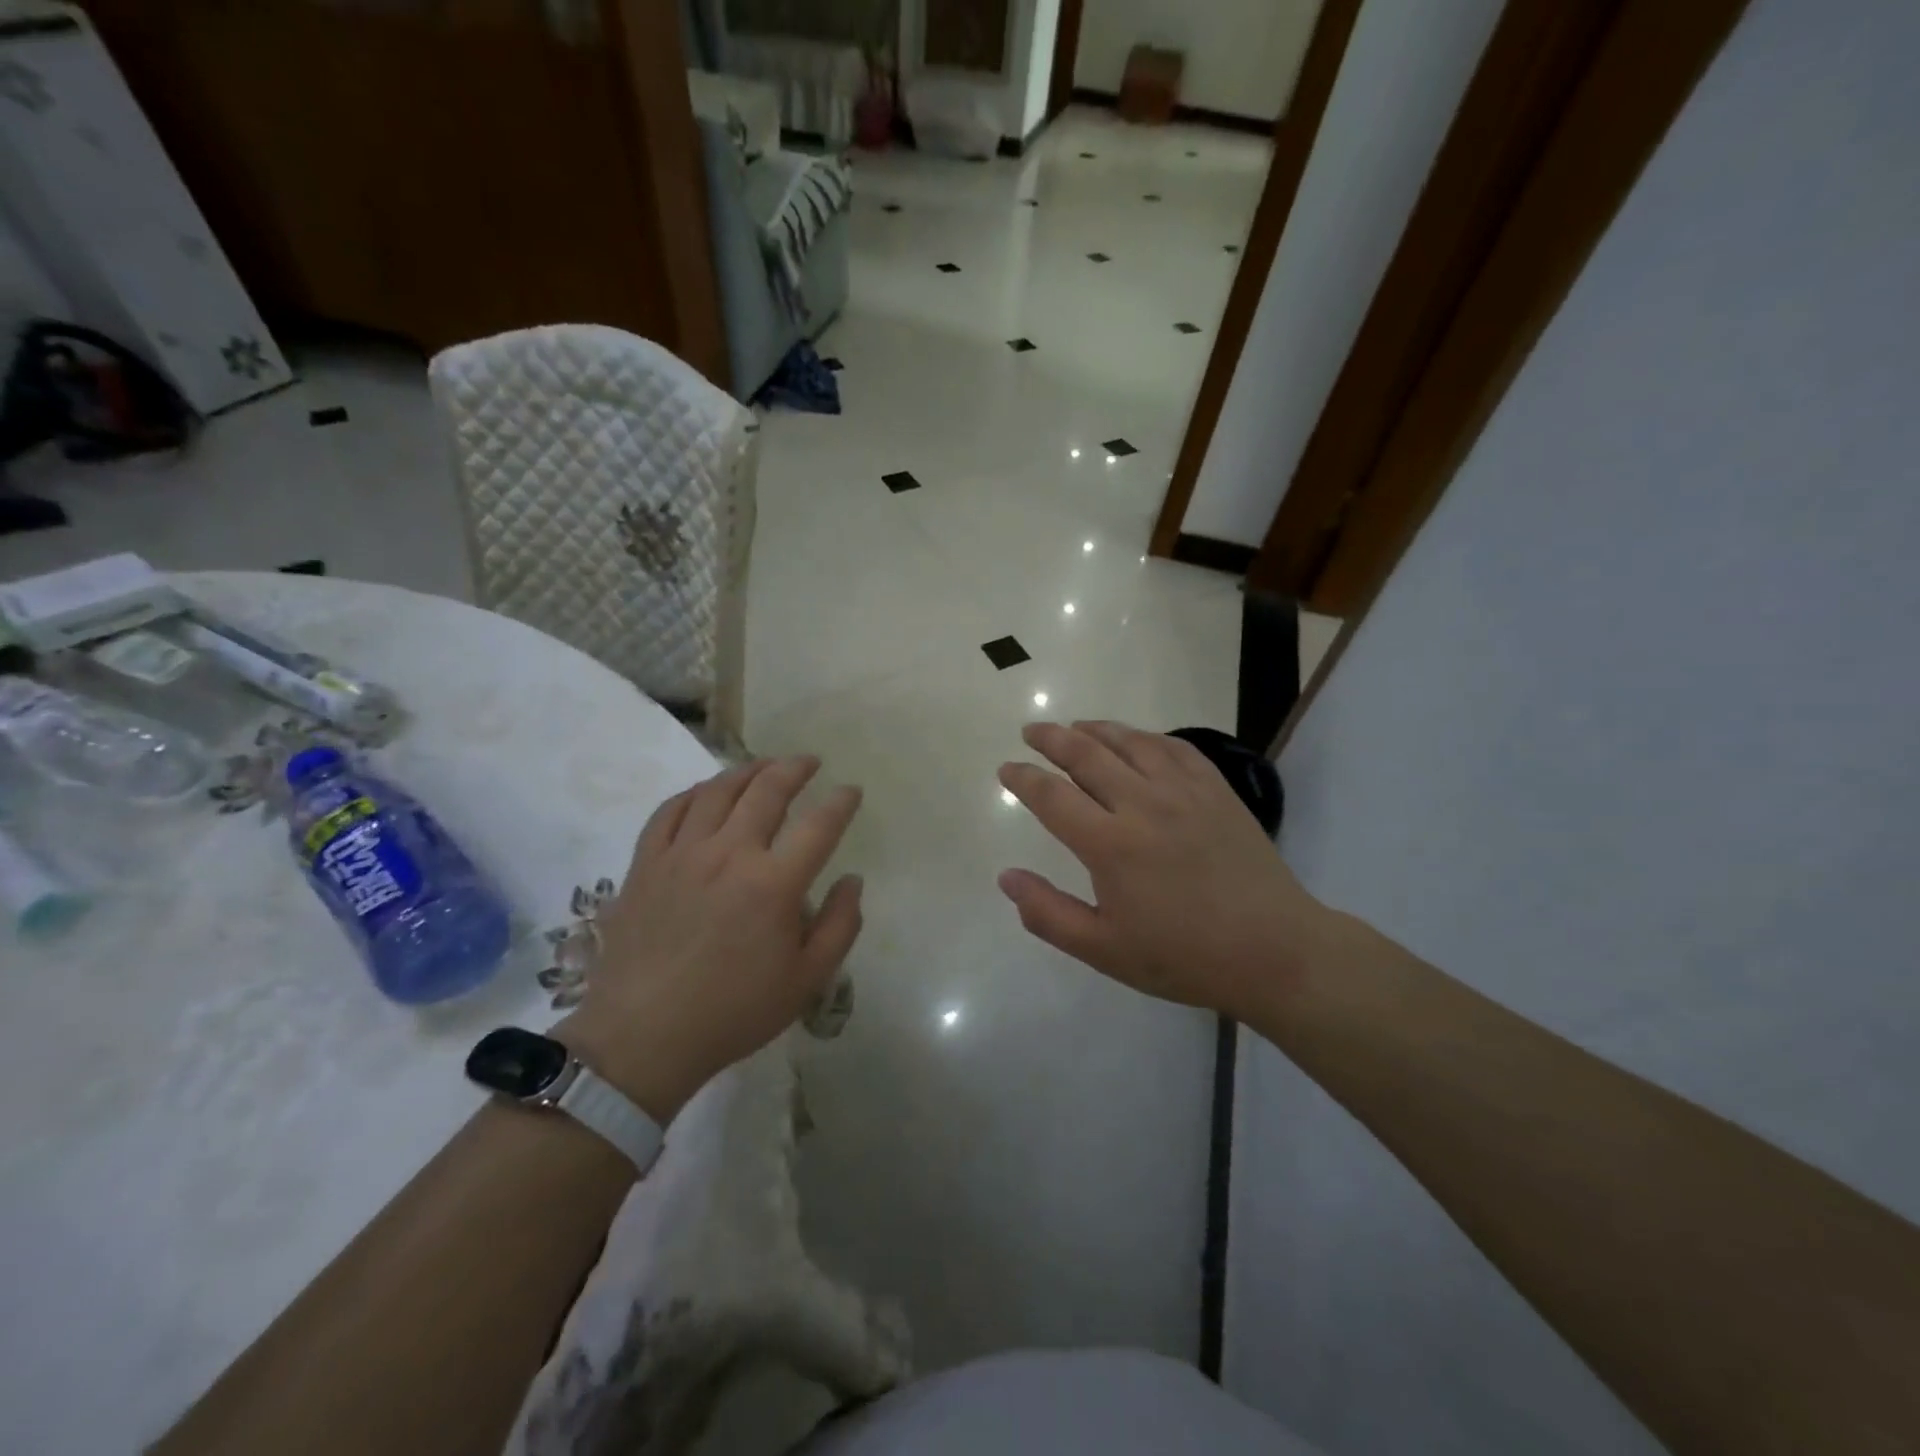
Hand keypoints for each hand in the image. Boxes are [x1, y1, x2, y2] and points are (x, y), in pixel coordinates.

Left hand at [557, 757, 863, 1121]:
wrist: (644, 1037)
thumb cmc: (734, 1012)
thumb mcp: (807, 981)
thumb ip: (840, 925)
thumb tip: (852, 880)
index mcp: (774, 883)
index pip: (819, 825)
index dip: (841, 802)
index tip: (851, 791)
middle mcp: (729, 853)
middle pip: (767, 790)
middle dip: (795, 768)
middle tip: (809, 762)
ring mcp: (682, 853)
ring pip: (718, 790)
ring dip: (747, 771)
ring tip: (764, 766)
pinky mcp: (646, 863)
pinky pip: (670, 810)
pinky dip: (693, 793)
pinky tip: (706, 792)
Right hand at [998, 721, 1332, 1019]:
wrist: (1274, 950)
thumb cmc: (1183, 956)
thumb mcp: (1104, 950)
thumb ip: (1048, 914)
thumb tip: (1006, 877)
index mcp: (1110, 845)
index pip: (1052, 796)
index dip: (1023, 779)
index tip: (1006, 769)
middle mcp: (1143, 804)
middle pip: (1086, 755)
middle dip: (1052, 739)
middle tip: (1032, 731)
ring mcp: (1184, 791)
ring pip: (1130, 742)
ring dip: (1096, 729)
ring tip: (1076, 726)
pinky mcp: (1217, 790)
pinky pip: (1175, 747)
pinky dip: (1147, 736)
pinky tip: (1138, 739)